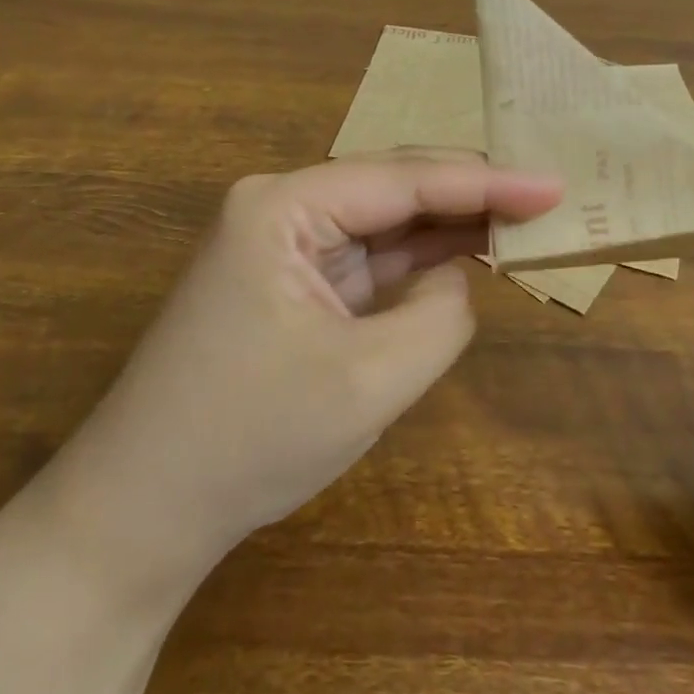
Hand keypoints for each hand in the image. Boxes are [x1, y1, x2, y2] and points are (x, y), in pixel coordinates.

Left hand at [37, 152, 561, 601]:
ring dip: (447, 226)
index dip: (485, 181)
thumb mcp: (368, 380)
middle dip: (469, 194)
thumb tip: (456, 277)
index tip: (553, 183)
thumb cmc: (249, 439)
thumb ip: (439, 315)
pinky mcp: (292, 284)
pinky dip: (418, 263)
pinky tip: (465, 255)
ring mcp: (284, 247)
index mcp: (284, 207)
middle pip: (394, 188)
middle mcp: (281, 209)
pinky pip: (369, 261)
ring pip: (385, 223)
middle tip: (545, 195)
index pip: (404, 180)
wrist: (140, 513)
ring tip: (521, 218)